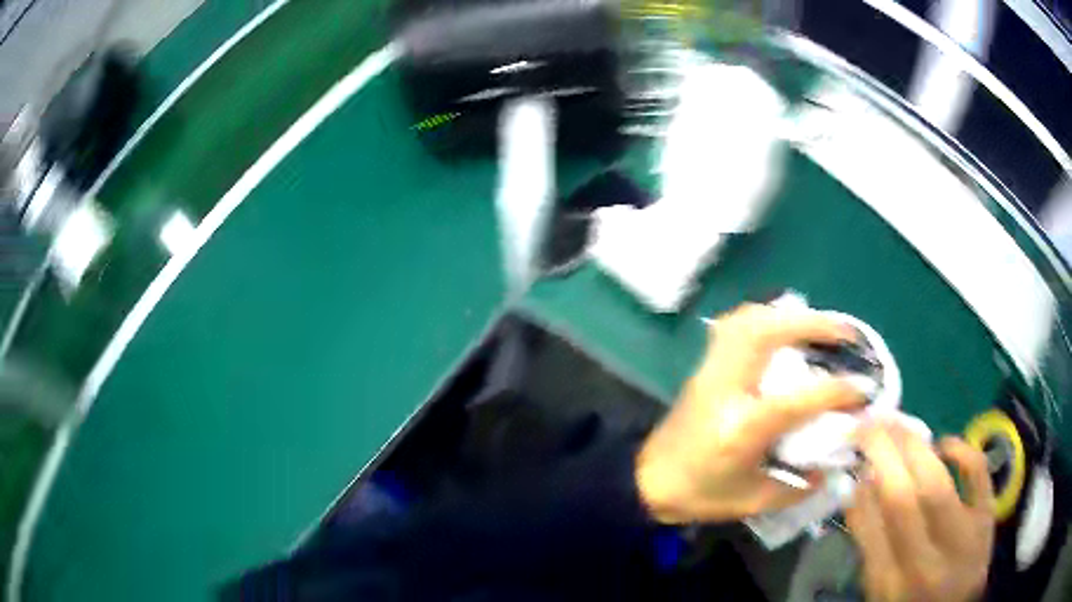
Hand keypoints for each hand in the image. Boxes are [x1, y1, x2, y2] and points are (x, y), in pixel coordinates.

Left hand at [635, 303, 866, 523]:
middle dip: (814, 324)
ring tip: (818, 324)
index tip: (865, 387)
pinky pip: (735, 326)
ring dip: (789, 315)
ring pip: (748, 319)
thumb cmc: (698, 495)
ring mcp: (711, 371)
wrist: (645, 481)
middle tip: (846, 332)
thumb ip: (797, 486)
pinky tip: (783, 329)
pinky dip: (764, 317)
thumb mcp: (753, 501)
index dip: (838, 391)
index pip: (798, 399)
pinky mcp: (704, 366)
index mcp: (741, 427)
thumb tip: (830, 466)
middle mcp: (726, 387)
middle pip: (767, 333)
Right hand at [848, 422, 994, 601]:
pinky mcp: (987, 518)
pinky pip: (978, 474)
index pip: (871, 529)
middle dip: (883, 454)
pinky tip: (945, 442)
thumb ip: (871, 547)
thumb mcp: (881, 591)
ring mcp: (962, 539)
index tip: (854, 460)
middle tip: (870, 424)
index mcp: (889, 586)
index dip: (861, 488)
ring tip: (898, 425)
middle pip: (902, 500)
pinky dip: (963, 449)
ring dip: (914, 447)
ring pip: (937, 484)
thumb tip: (862, 489)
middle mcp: (924, 565)